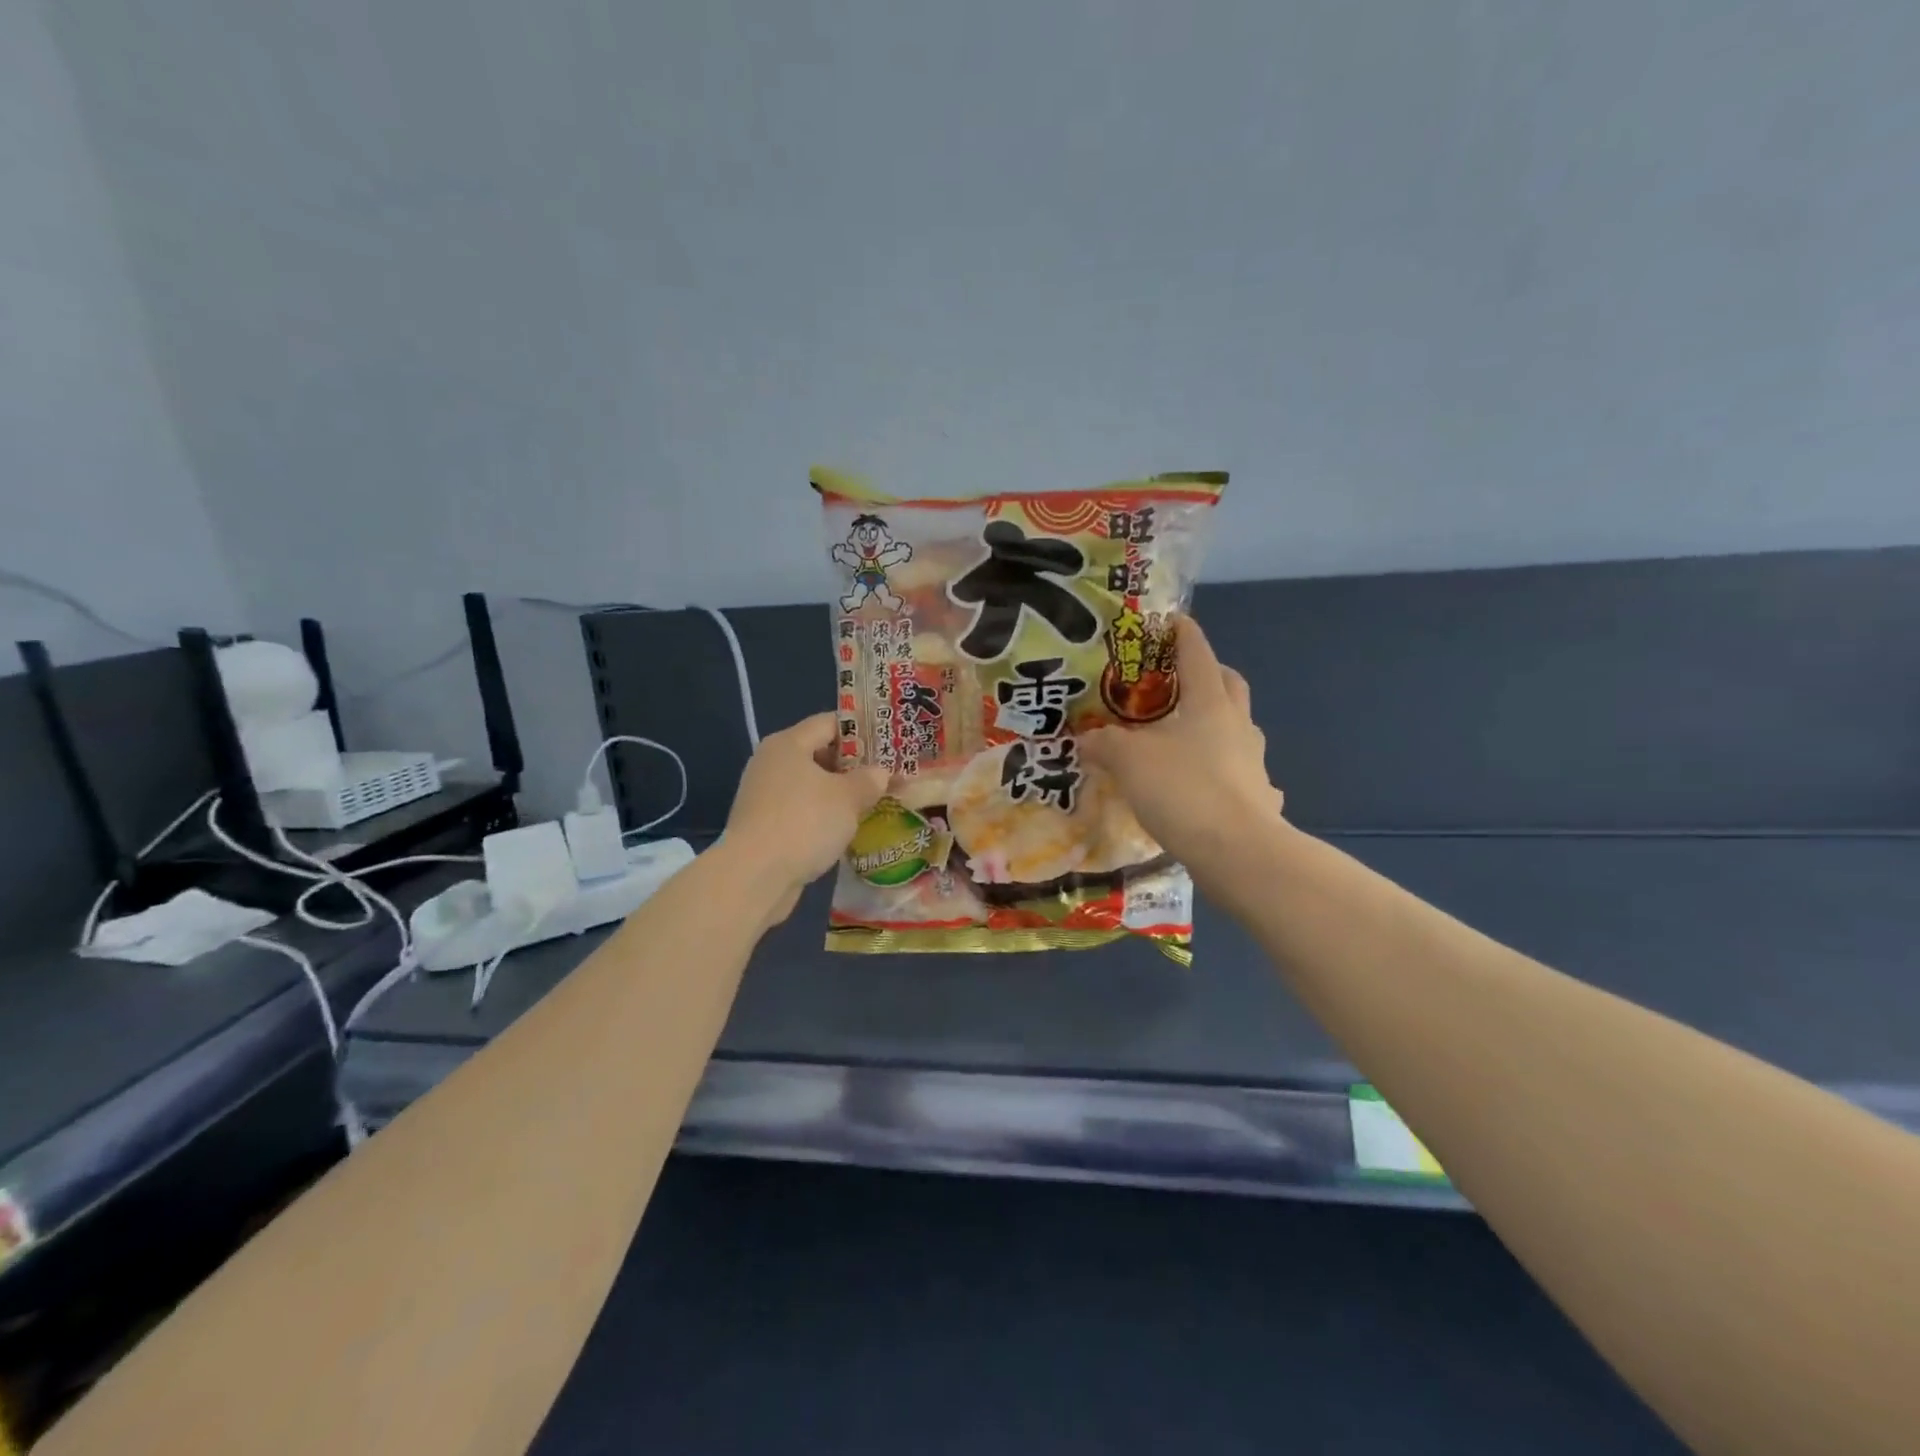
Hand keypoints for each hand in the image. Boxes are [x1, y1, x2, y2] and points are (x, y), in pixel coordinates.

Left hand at [723, 712, 888, 920]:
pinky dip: (821, 816)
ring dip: (837, 794)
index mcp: (787, 744)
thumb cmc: (804, 822)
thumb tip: (880, 773)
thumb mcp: (848, 798)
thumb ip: (869, 780)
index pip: (829, 723)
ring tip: (870, 803)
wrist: (755, 876)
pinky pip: (800, 811)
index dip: (860, 730)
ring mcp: (763, 796)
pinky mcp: (762, 826)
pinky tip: (844, 830)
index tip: (888, 743)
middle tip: (884, 775)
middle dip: (852, 765)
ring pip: (809, 786)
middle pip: (817, 753)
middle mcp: (771, 763)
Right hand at [1078, 617, 1283, 864]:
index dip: (1184, 634)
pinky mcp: (1259, 797)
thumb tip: (1085, 738)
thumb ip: (1105, 744)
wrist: (1237, 851)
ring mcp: (1254, 762)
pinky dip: (1226, 772)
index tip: (1173, 620)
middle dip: (1209, 674)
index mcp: (1209, 703)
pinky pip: (1243, 774)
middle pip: (1229, 685)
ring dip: (1217, 723)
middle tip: (1179, 680)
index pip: (1197, 654)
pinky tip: (1210, 788)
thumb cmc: (1182, 788)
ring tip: (1187, 737)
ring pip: (1238, 728)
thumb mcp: (1129, 760)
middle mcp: (1237, 725)